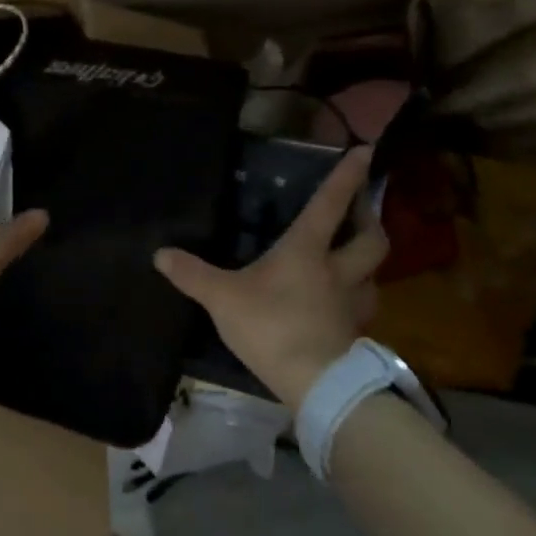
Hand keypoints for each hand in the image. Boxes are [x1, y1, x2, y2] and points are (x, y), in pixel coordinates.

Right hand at [155, 145, 383, 409]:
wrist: (316, 385)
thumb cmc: (272, 328)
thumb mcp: (223, 298)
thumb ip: (193, 274)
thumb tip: (160, 252)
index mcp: (307, 251)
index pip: (331, 204)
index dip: (348, 176)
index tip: (367, 150)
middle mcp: (338, 271)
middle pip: (372, 240)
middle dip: (370, 220)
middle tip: (362, 210)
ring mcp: (352, 304)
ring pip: (375, 274)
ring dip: (369, 261)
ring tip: (355, 257)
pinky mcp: (355, 334)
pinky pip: (364, 307)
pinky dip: (359, 297)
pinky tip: (343, 303)